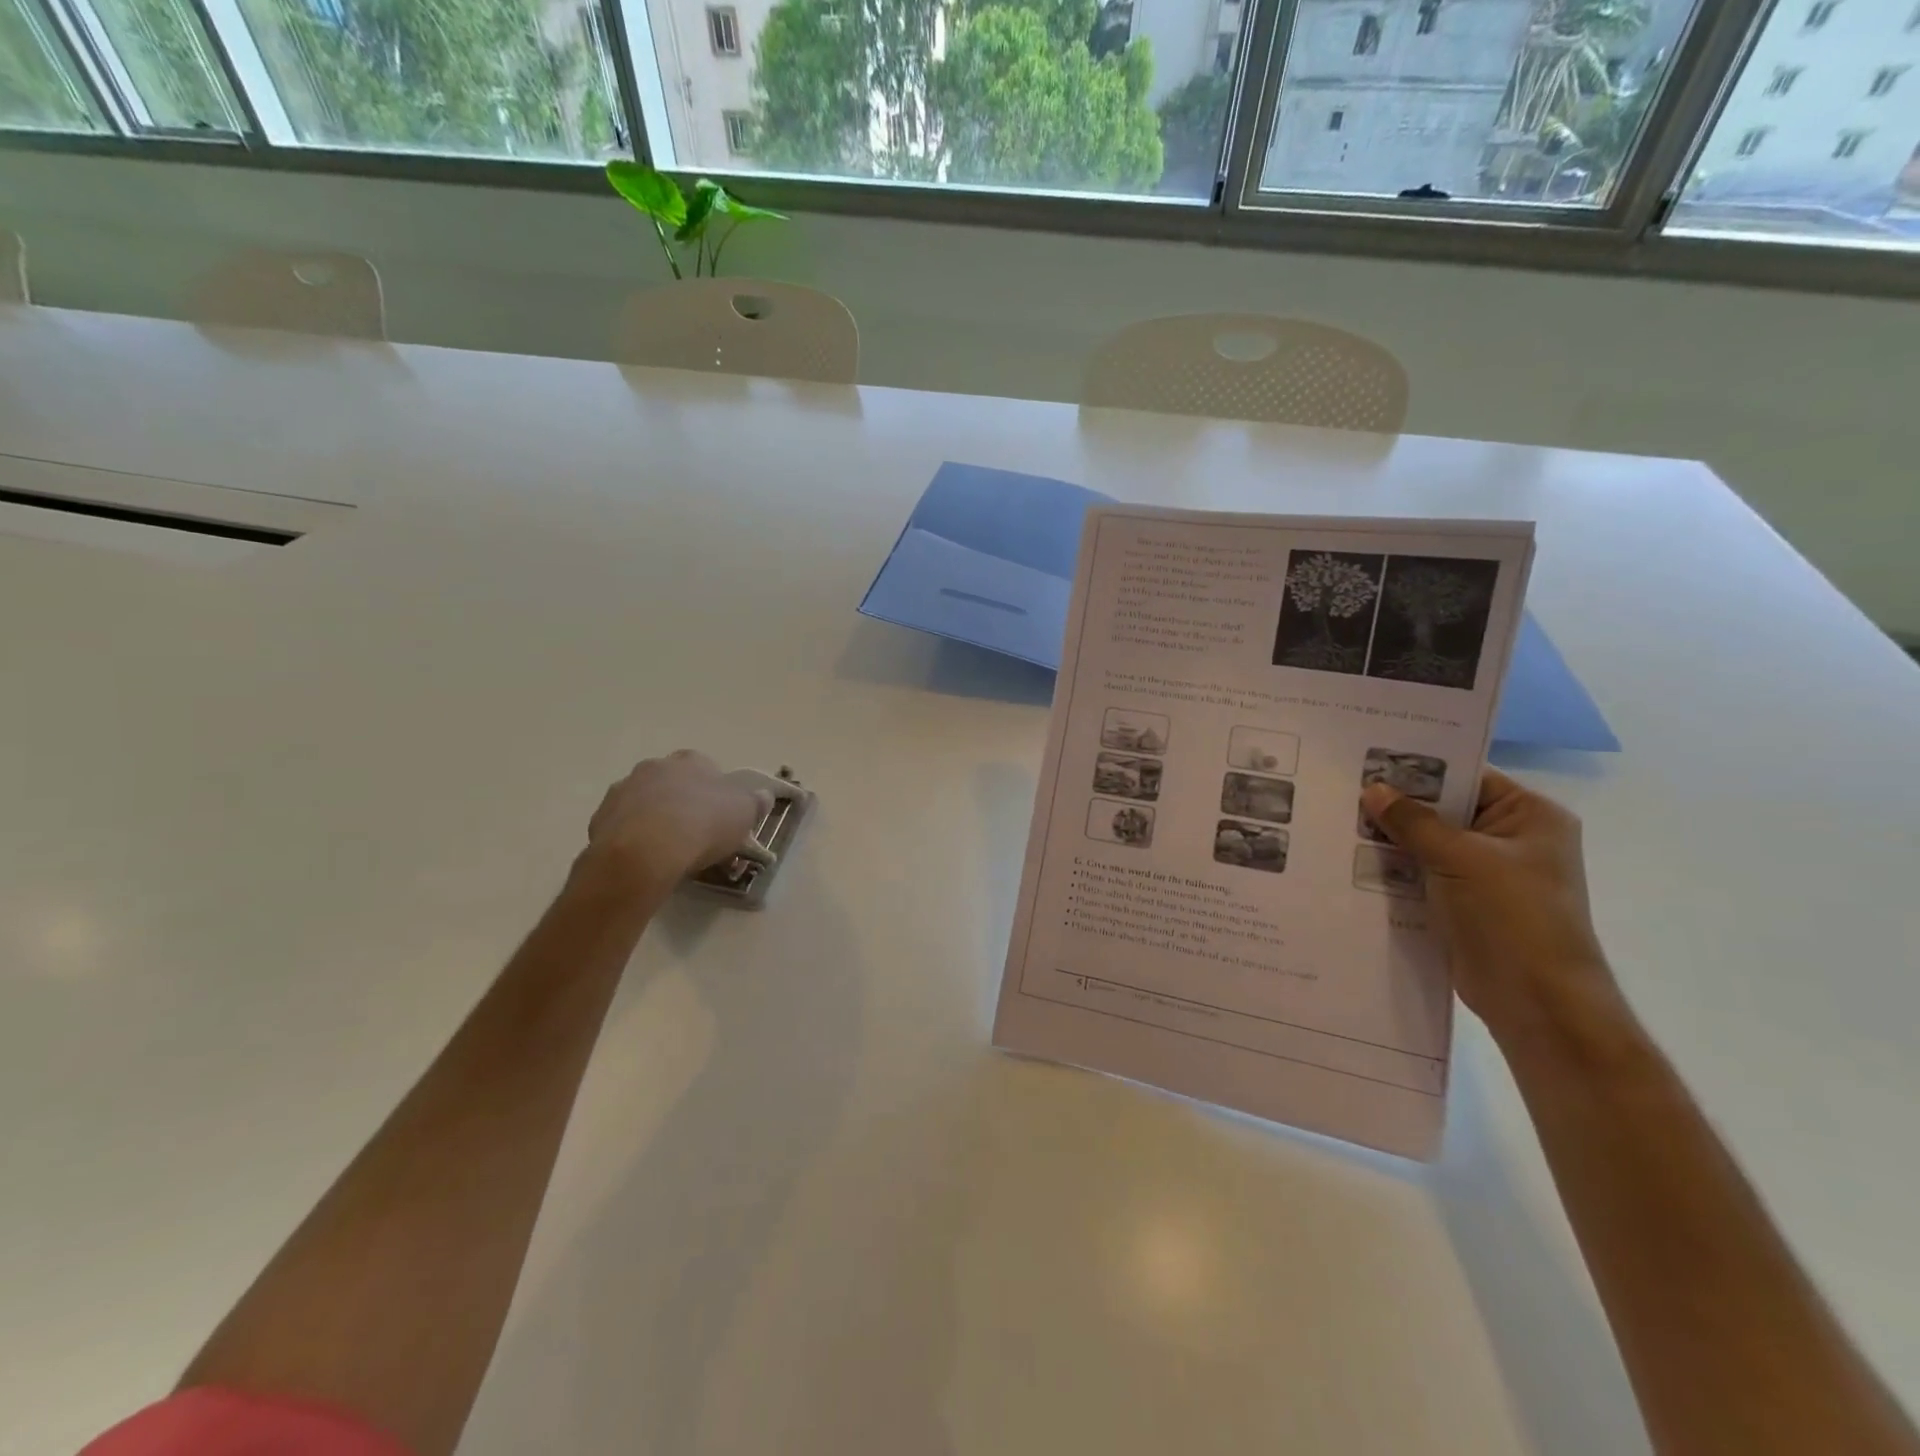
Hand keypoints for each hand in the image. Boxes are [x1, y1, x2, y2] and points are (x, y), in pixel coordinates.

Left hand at [578, 751, 770, 901]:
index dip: (714, 791)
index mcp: (691, 761)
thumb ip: (755, 802)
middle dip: (681, 801)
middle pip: (672, 782)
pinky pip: (623, 825)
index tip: (720, 815)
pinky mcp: (601, 818)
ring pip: (644, 802)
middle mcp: (655, 767)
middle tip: (694, 832)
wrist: (647, 850)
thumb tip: (763, 795)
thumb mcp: (745, 813)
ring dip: (654, 817)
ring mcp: (624, 790)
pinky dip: (633, 837)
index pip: (706, 768)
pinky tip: (644, 859)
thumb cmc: (704, 824)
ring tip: (668, 850)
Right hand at [1360, 767, 1615, 1040]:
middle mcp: (1510, 839)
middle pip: (1443, 809)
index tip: (1366, 759)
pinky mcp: (1463, 903)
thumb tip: (1371, 789)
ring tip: (1336, 821)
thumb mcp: (1460, 858)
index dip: (1418, 767)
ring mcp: (1486, 873)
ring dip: (1389, 839)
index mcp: (1529, 816)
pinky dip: (1393, 869)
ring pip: (1427, 843)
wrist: (1536, 1001)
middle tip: (1341, 789)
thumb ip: (1413, 821)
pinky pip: (1421, 873)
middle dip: (1396, 804)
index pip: (1466, 776)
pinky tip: (1349, 859)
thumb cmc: (1512, 916)